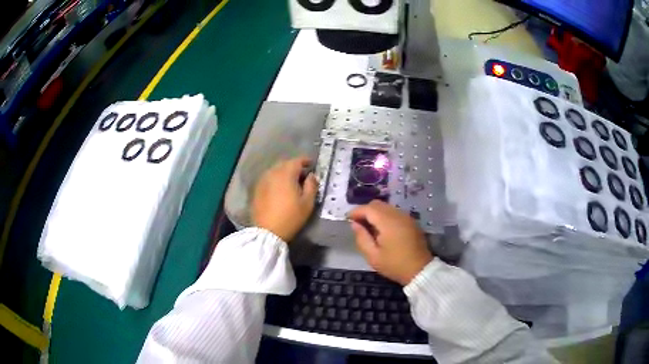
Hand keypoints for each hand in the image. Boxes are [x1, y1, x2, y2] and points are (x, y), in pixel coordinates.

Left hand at [252, 156, 318, 241]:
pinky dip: (275, 179)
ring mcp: (262, 181)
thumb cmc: (291, 217)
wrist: (268, 231)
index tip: (312, 163)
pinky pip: (268, 179)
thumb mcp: (307, 203)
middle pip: (284, 164)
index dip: (305, 160)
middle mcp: (272, 173)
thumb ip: (311, 185)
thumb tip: (311, 175)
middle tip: (302, 174)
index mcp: (286, 174)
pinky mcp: (257, 189)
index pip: (296, 161)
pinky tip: (279, 189)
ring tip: (291, 182)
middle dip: (294, 166)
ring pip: (275, 171)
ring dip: (284, 172)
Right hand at [349, 200, 432, 284]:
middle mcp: (398, 215)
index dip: (356, 211)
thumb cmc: (395, 265)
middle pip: (377, 204)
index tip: (348, 219)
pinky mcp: (411, 221)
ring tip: (369, 227)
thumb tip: (355, 224)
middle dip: (365, 211)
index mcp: (388, 222)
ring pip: (386, 207)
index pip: (368, 209)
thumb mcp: (373, 256)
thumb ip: (362, 238)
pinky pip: (395, 212)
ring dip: (375, 213)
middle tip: (358, 223)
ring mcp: (406, 217)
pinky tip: (382, 229)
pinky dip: (385, 216)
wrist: (420, 270)